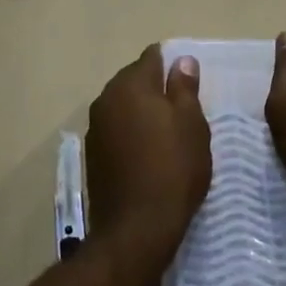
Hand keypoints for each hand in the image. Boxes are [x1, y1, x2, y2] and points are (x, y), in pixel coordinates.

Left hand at [85, 45, 211, 265]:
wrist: (137, 227)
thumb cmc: (173, 169)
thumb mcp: (192, 125)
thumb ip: (184, 88)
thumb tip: (181, 60)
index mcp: (131, 85)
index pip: (151, 57)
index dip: (172, 65)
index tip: (189, 84)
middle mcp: (106, 98)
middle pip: (134, 80)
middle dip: (156, 88)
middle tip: (183, 111)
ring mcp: (95, 127)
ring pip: (123, 106)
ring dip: (142, 112)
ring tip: (168, 134)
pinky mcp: (93, 153)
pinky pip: (116, 130)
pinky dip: (130, 133)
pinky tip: (148, 153)